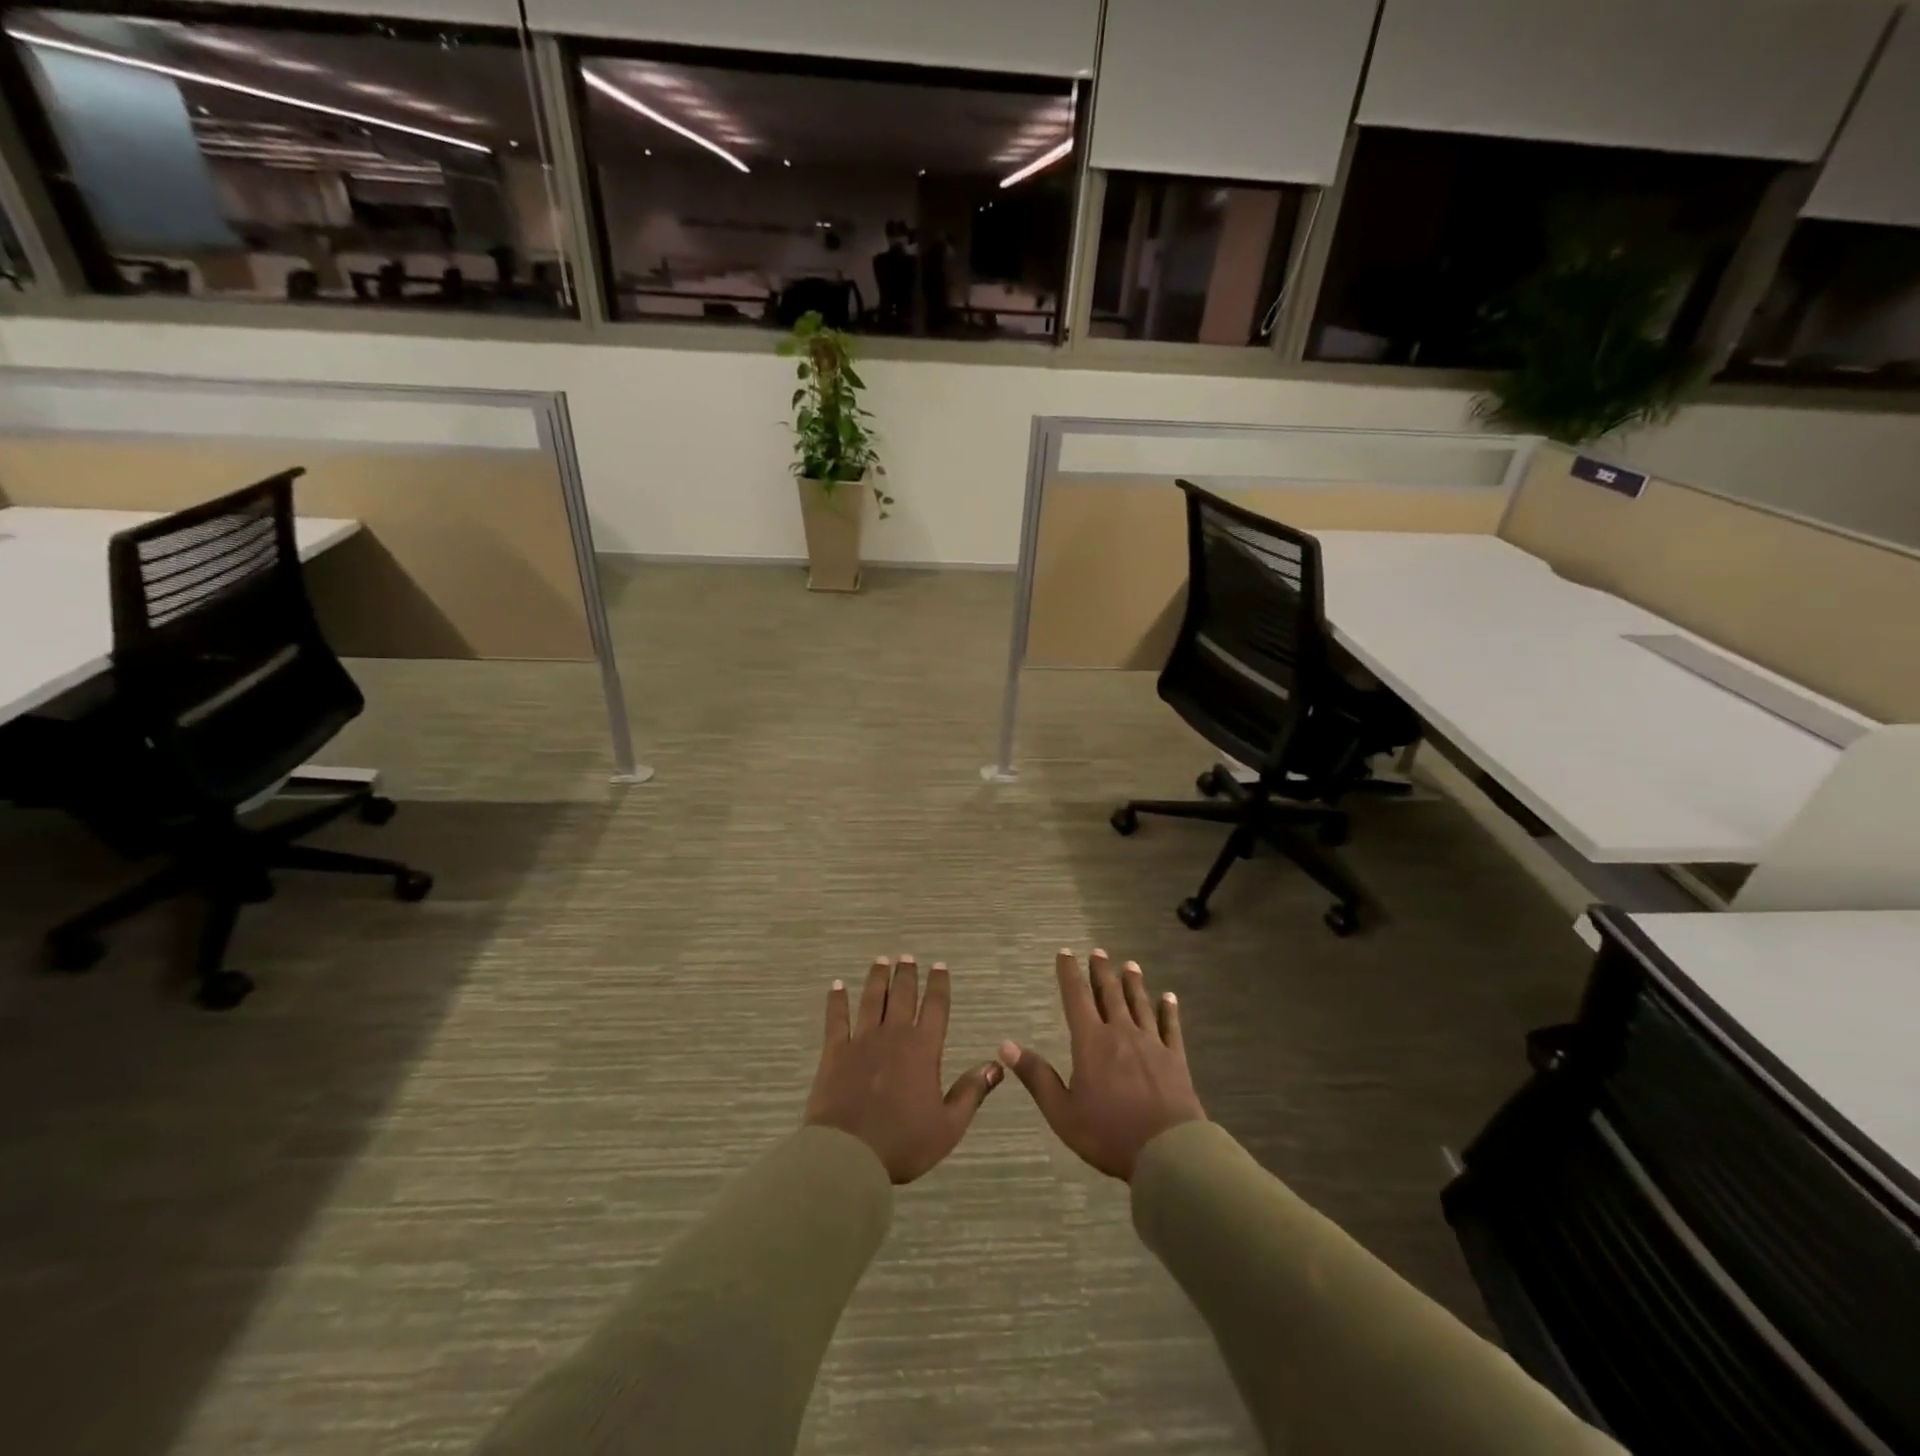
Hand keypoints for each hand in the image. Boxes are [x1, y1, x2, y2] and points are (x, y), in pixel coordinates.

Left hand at [805, 954, 1004, 1184]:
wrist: (848, 1154)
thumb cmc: (903, 1143)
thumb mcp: (948, 1126)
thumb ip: (971, 1092)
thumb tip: (996, 1065)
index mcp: (923, 1049)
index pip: (936, 1007)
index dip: (939, 985)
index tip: (940, 966)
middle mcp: (894, 1035)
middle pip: (902, 996)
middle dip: (907, 974)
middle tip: (907, 957)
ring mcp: (862, 1041)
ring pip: (872, 1000)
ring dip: (878, 979)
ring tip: (881, 961)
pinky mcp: (834, 1052)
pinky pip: (837, 1019)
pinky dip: (837, 1001)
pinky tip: (837, 986)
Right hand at [1002, 949, 1205, 1180]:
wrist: (1168, 1152)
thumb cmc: (1108, 1133)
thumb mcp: (1062, 1111)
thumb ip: (1036, 1076)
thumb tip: (1006, 1045)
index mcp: (1091, 1042)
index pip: (1076, 998)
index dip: (1069, 974)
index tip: (1065, 953)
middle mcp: (1121, 1033)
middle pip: (1109, 994)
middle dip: (1101, 971)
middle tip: (1098, 951)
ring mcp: (1151, 1044)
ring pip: (1139, 1004)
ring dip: (1133, 983)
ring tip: (1129, 965)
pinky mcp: (1175, 1059)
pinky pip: (1171, 1027)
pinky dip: (1168, 1010)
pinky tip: (1169, 997)